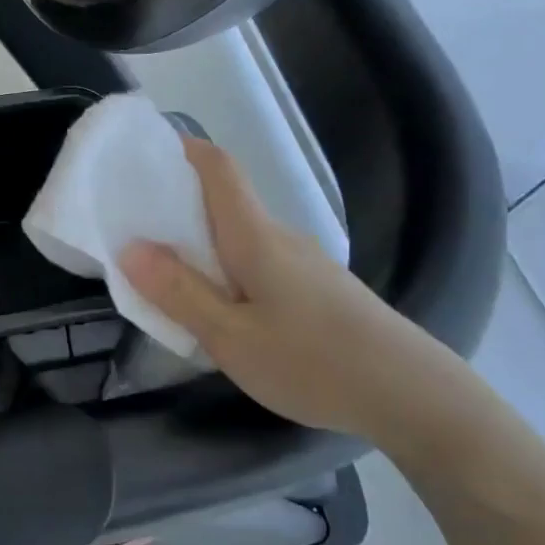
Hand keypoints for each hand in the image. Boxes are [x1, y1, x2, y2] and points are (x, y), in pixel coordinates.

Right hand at [119, 137, 411, 435]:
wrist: (413, 395)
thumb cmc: (314, 362)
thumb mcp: (232, 337)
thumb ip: (180, 292)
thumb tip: (130, 248)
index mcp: (255, 236)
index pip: (218, 168)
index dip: (181, 149)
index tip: (143, 153)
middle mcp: (280, 236)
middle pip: (224, 201)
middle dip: (177, 203)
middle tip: (133, 226)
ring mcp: (303, 262)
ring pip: (240, 235)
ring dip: (201, 241)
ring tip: (165, 272)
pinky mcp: (317, 288)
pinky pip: (258, 261)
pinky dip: (226, 266)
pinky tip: (220, 307)